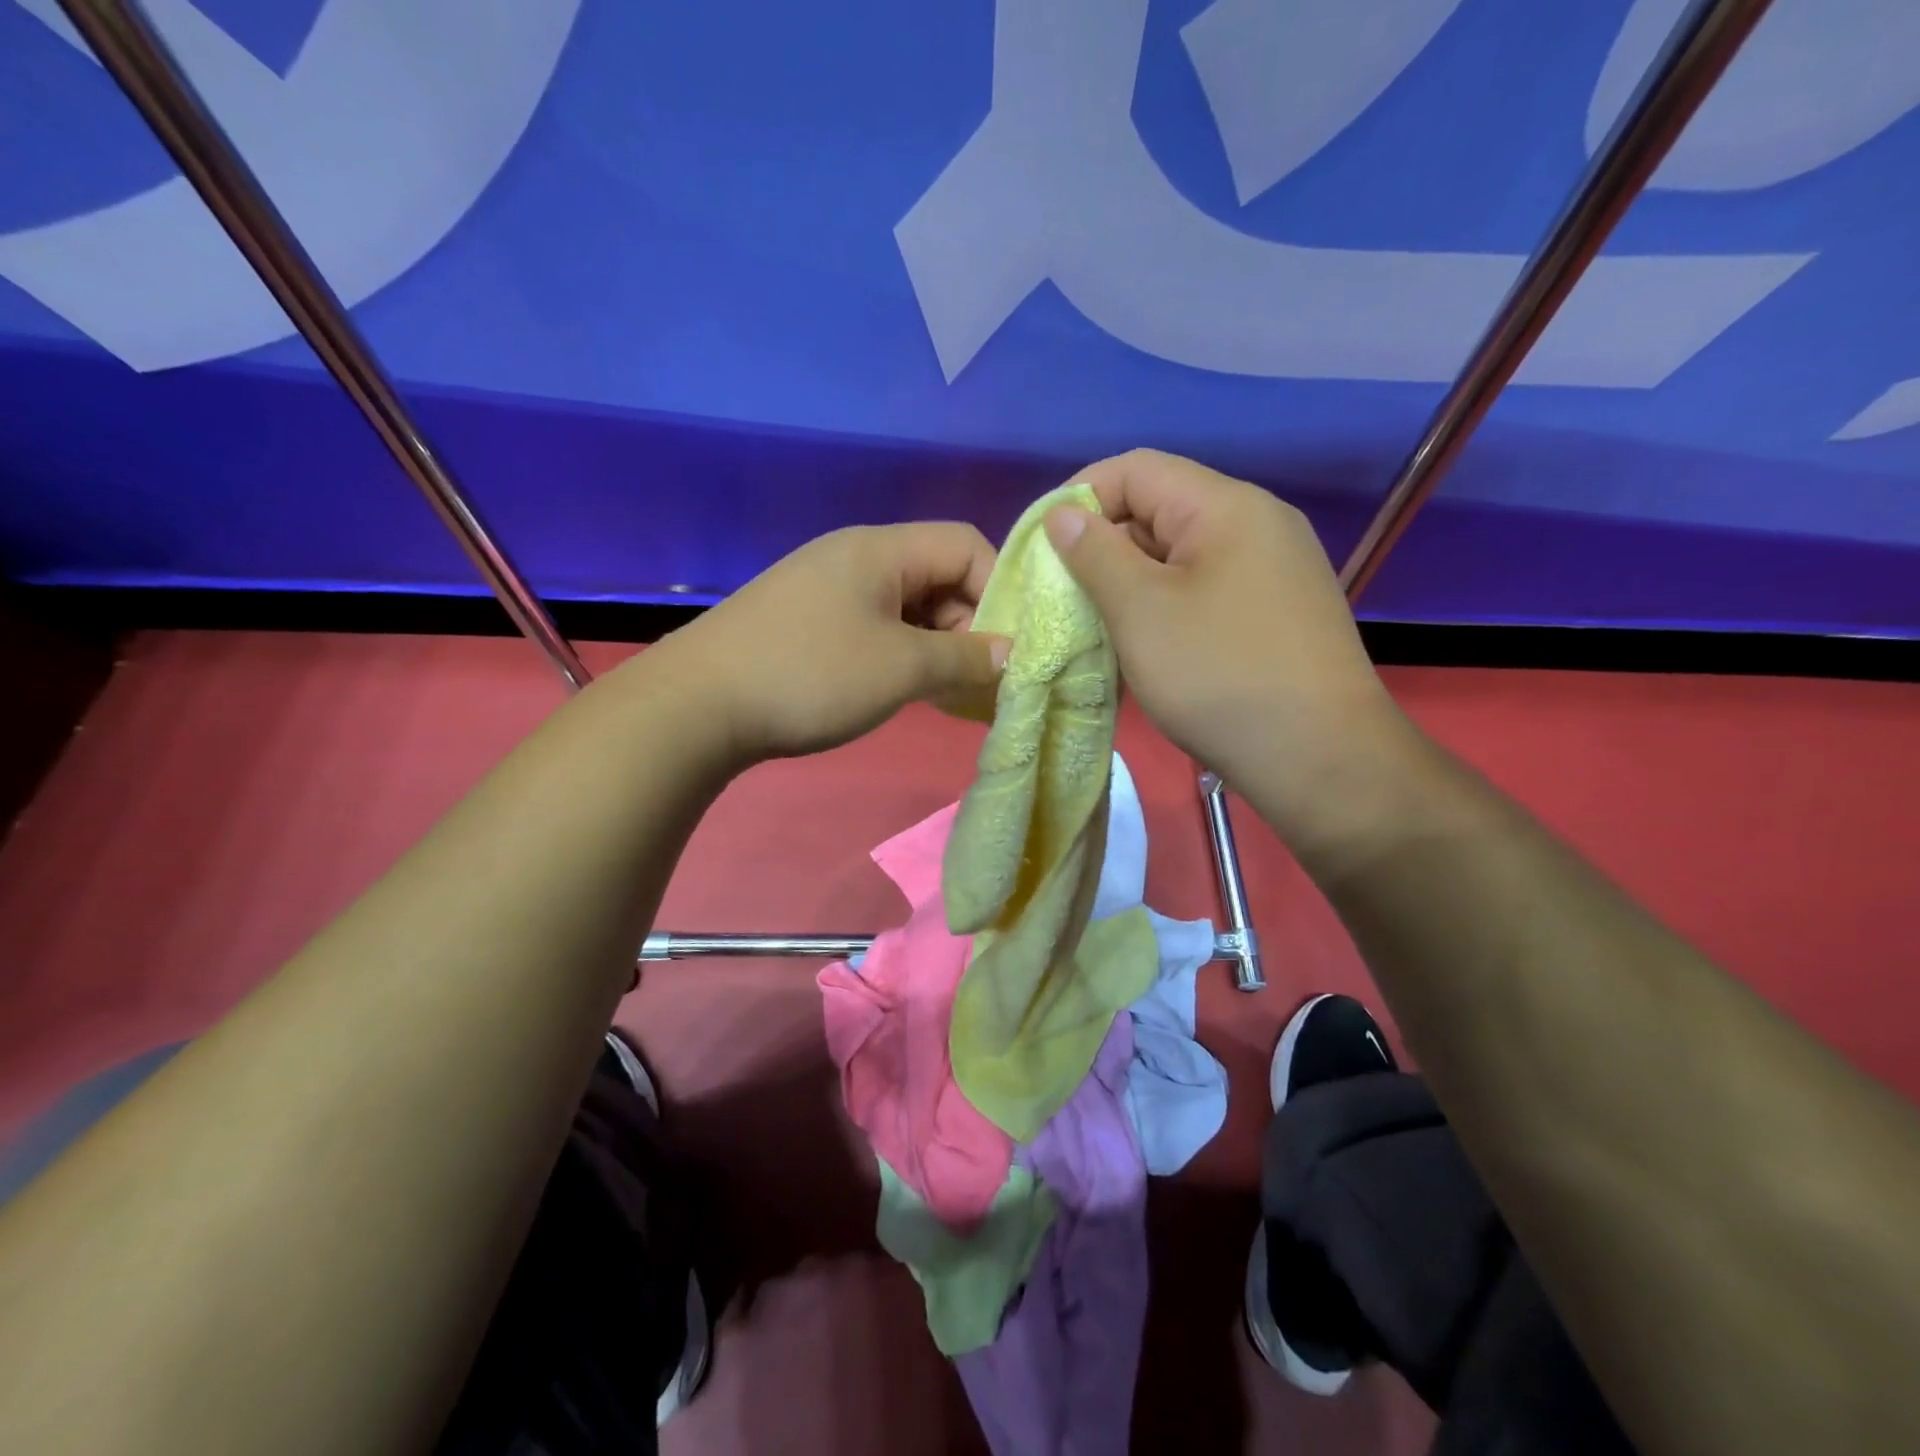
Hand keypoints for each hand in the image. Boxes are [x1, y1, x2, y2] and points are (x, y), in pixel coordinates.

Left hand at [659, 523, 1008, 763]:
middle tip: (976, 679)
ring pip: (907, 607)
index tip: (1008, 646)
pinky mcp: (808, 622)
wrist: (697, 706)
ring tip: (945, 693)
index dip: (999, 591)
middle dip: (968, 626)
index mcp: (881, 549)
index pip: (966, 544)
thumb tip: (1011, 655)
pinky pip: (875, 628)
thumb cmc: (811, 675)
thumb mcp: (901, 668)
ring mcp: (827, 589)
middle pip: (937, 576)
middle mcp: (856, 557)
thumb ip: (965, 658)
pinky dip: (901, 656)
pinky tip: (904, 691)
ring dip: (936, 647)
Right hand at [1043, 450, 1414, 851]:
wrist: (1320, 758)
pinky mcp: (1276, 611)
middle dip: (1102, 545)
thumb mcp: (1141, 611)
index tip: (1042, 546)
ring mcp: (1273, 569)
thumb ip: (1095, 554)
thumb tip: (1063, 514)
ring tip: (1095, 623)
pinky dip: (1164, 605)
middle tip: (1062, 593)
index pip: (1137, 470)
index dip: (1080, 497)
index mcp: (1226, 506)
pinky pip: (1205, 588)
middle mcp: (1257, 523)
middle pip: (1160, 510)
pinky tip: (1143, 644)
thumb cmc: (1219, 675)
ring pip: (1180, 555)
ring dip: (1130, 581)